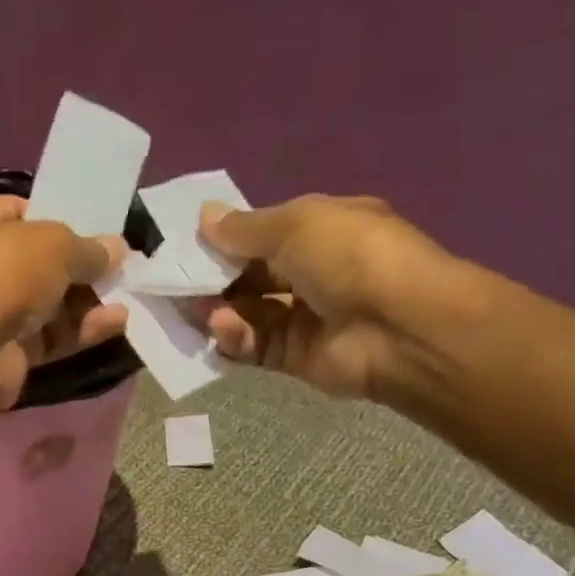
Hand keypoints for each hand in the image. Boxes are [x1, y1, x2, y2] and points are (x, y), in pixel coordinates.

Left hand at [0, 195, 126, 408]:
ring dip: (87, 302)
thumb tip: (117, 250)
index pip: (21, 213)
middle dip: (80, 267)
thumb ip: (88, 248)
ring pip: (49, 306)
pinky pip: (52, 339)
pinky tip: (116, 323)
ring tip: (127, 294)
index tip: (97, 226)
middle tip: (120, 265)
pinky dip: (81, 331)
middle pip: (39, 264)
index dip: (59, 217)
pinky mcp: (9, 355)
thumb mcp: (54, 244)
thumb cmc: (3, 272)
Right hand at [197, 195, 455, 400]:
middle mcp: (313, 273)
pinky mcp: (295, 358)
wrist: (397, 326)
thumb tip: (205, 218)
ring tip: (192, 310)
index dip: (228, 240)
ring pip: (248, 314)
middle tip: (176, 284)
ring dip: (219, 311)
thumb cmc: (350, 256)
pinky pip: (255, 346)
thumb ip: (245, 228)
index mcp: (322, 231)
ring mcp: (304, 318)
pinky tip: (221, 330)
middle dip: (215, 280)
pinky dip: (235, 338)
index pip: (265, 235)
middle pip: (252, 277)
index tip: (188, 247)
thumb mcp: (296, 224)